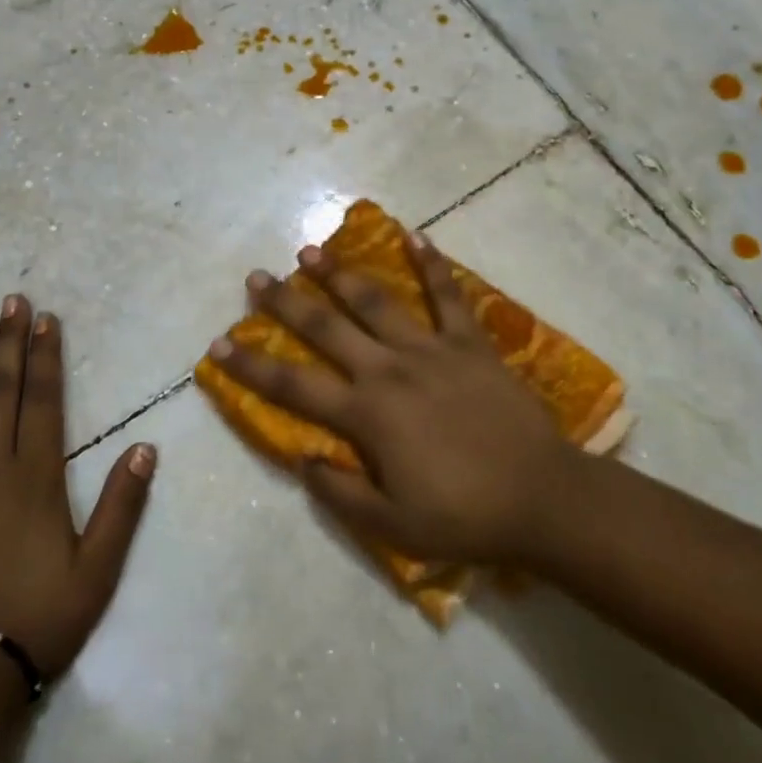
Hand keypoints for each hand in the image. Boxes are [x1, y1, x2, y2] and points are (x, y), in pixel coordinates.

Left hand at [0, 296, 154, 679]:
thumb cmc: (38, 619)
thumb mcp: (98, 569)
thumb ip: (121, 505)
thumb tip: (146, 447)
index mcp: (35, 478)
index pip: (43, 401)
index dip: (46, 357)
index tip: (45, 319)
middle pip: (1, 393)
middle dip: (9, 344)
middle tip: (11, 302)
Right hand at [208, 233, 573, 567]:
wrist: (543, 498)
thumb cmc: (466, 516)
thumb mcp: (394, 527)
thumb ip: (341, 492)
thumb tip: (302, 458)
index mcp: (367, 414)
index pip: (293, 385)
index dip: (251, 366)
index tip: (219, 343)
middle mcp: (389, 369)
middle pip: (326, 327)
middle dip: (286, 302)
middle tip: (257, 277)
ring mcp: (431, 349)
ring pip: (376, 300)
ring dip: (340, 274)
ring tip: (312, 250)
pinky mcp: (469, 343)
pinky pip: (447, 295)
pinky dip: (431, 263)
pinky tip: (415, 234)